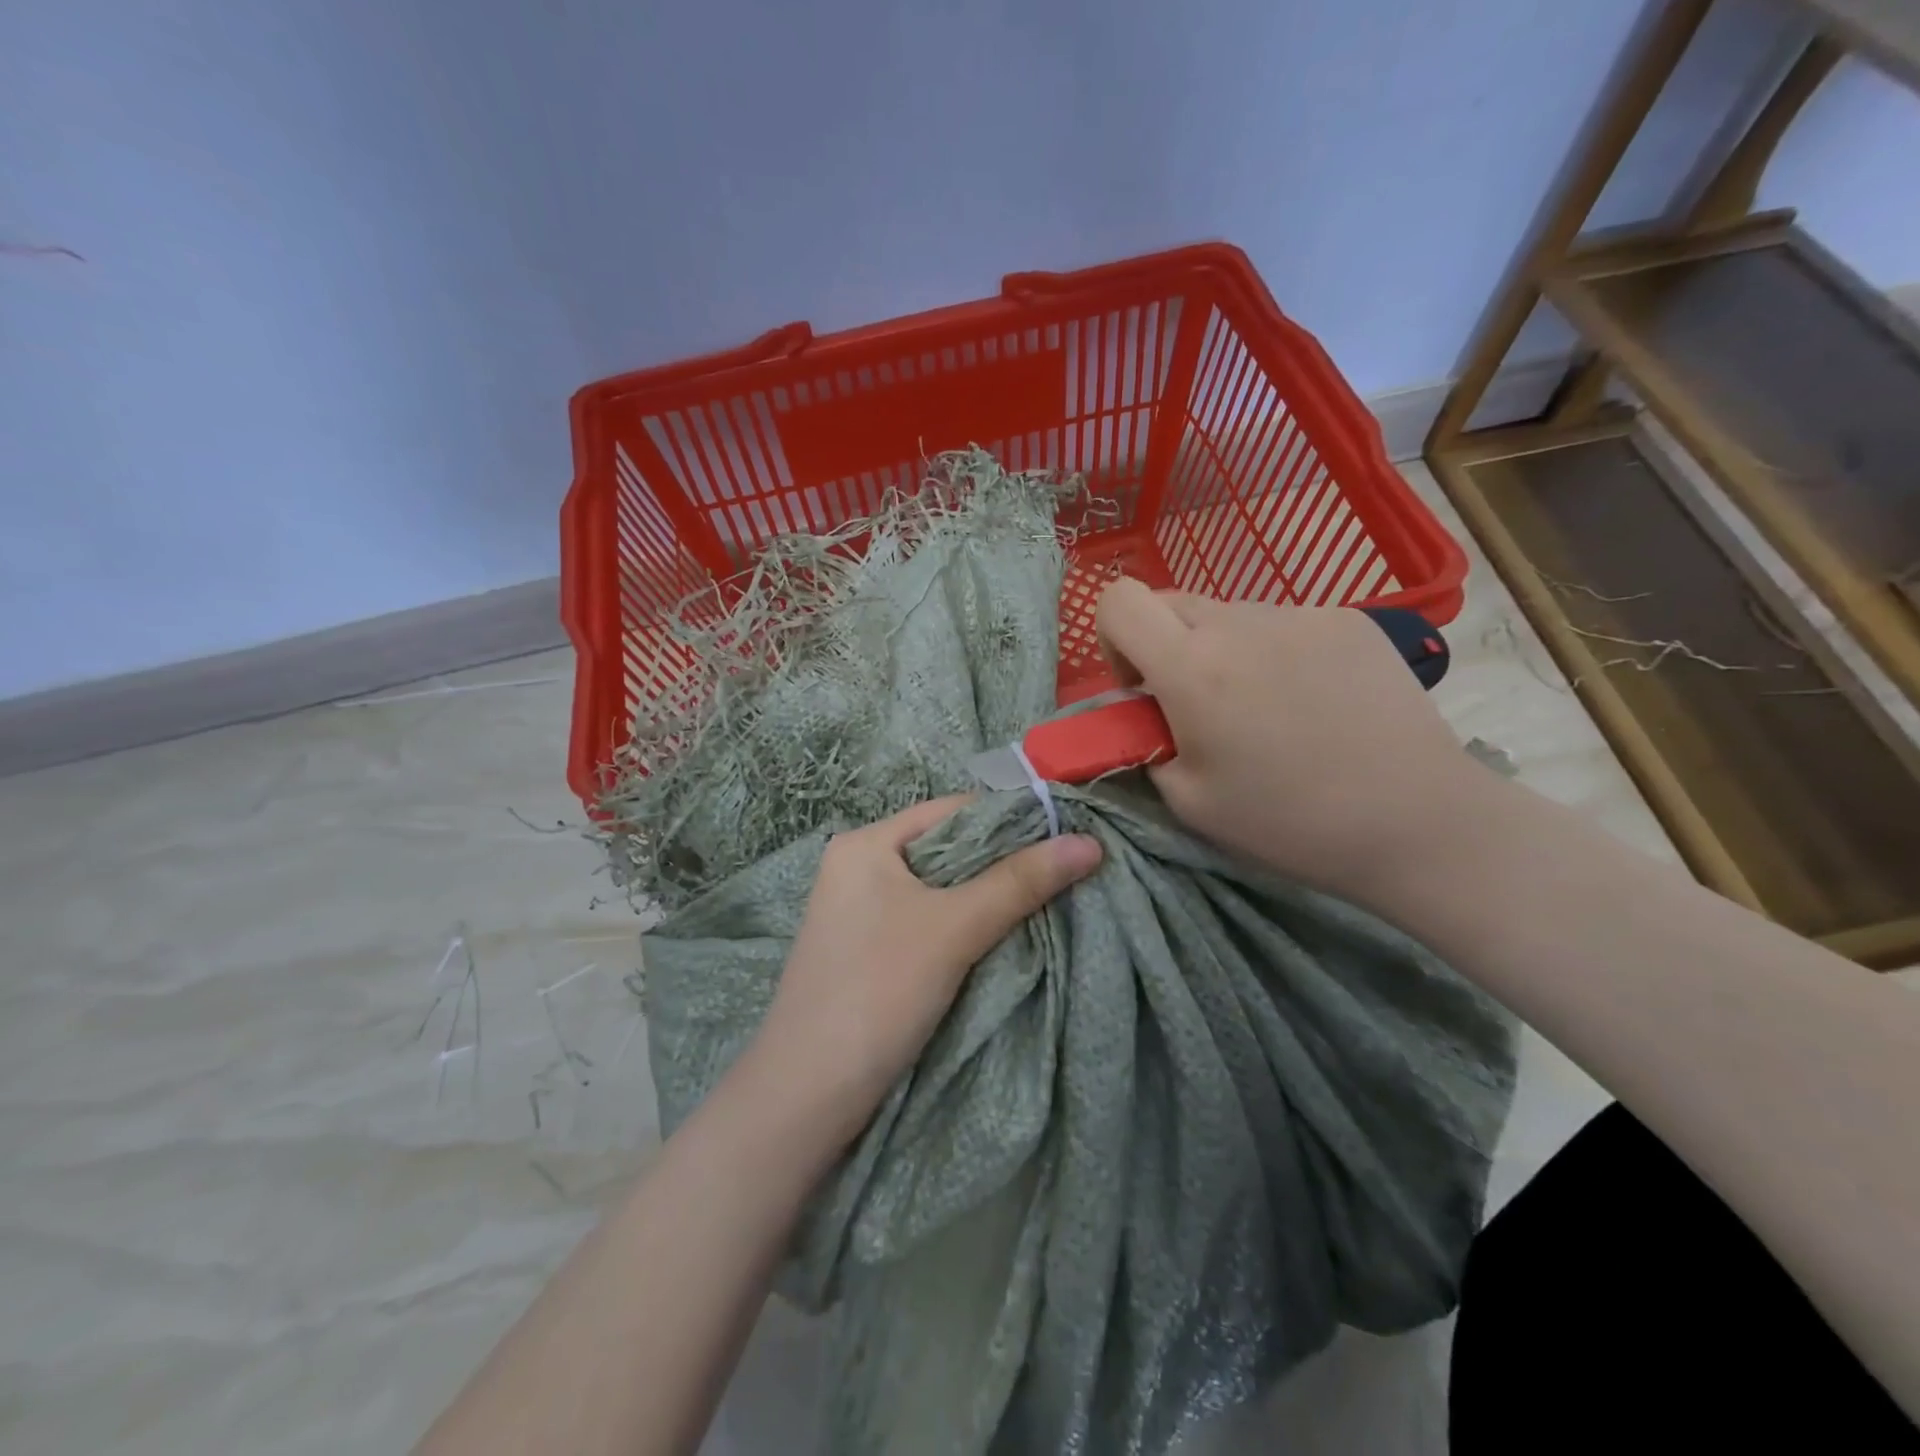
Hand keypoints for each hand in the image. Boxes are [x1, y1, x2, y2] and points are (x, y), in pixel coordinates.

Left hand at [744, 796, 1101, 1148]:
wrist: (806, 1096)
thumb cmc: (878, 991)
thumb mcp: (954, 929)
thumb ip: (1021, 882)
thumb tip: (1090, 843)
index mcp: (866, 843)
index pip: (952, 810)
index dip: (1011, 818)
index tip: (1068, 835)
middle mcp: (859, 867)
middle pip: (948, 848)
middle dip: (1005, 861)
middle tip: (1067, 871)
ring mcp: (860, 911)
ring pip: (941, 888)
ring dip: (989, 895)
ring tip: (1048, 900)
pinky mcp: (869, 950)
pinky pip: (929, 920)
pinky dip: (966, 924)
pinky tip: (1004, 935)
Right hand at [1096, 580, 1480, 901]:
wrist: (1415, 821)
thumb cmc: (1288, 822)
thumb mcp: (1187, 800)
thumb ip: (1148, 743)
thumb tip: (1147, 716)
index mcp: (1191, 668)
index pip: (1118, 601)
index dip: (1112, 638)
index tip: (1140, 686)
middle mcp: (1239, 623)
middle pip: (1169, 603)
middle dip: (1164, 646)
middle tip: (1195, 705)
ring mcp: (1299, 614)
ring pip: (1228, 614)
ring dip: (1222, 651)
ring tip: (1266, 711)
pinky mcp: (1347, 619)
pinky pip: (1281, 622)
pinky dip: (1273, 652)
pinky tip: (1311, 702)